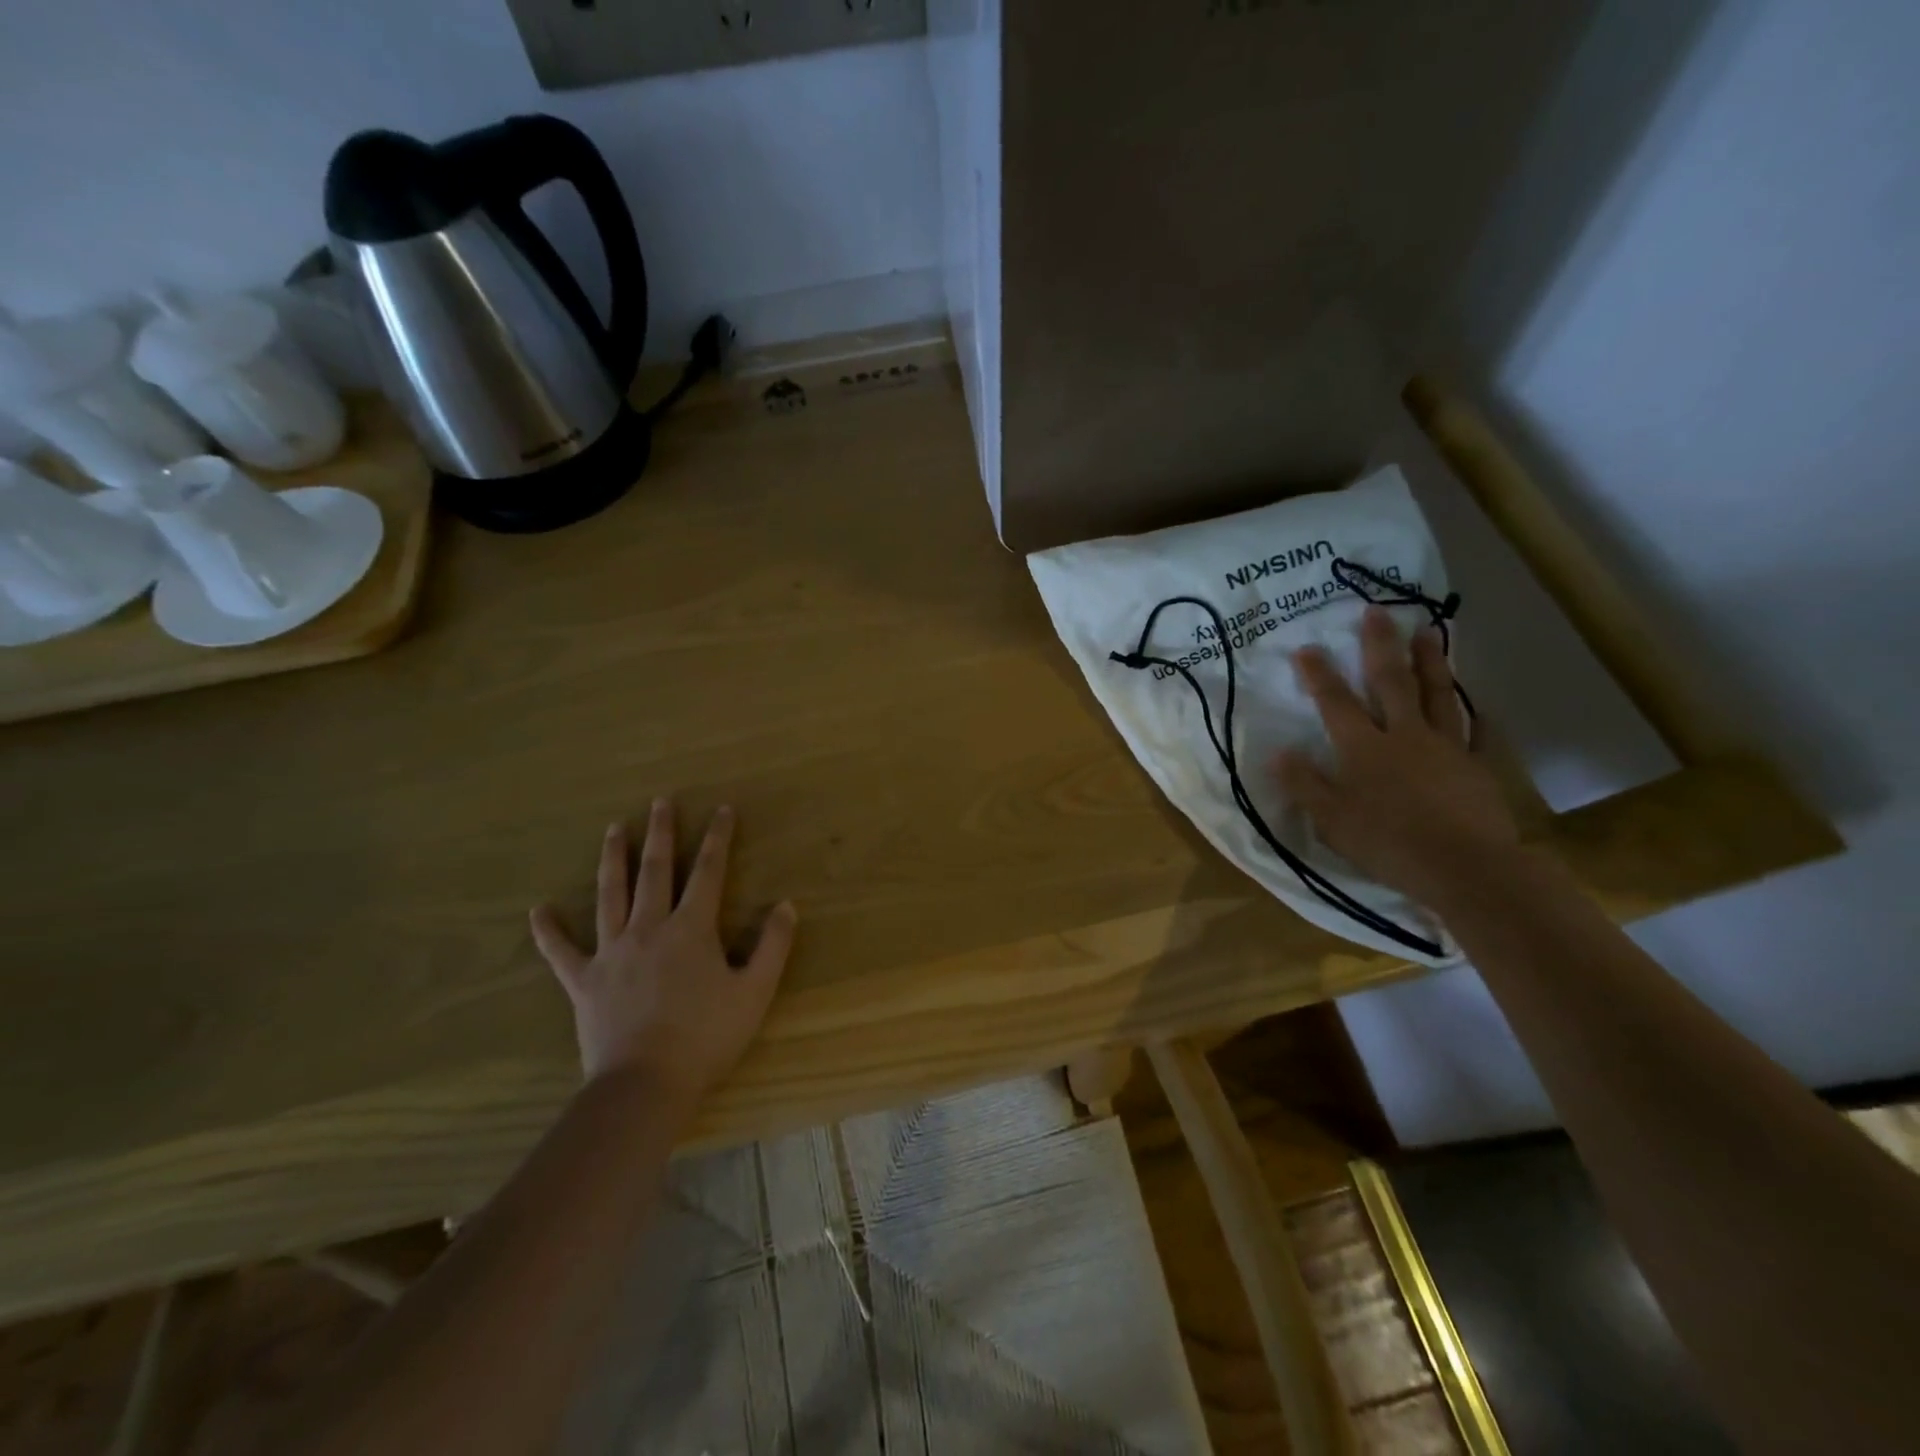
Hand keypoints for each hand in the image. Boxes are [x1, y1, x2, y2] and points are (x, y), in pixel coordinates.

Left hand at [529, 799, 796, 1107]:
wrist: (645, 1084)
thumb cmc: (706, 1036)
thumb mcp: (754, 991)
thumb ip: (772, 945)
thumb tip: (787, 905)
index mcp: (691, 928)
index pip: (708, 871)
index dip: (717, 838)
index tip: (722, 809)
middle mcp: (649, 928)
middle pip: (655, 871)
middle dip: (660, 833)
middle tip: (660, 802)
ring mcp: (612, 952)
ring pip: (610, 895)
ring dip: (613, 859)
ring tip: (613, 829)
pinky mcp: (584, 980)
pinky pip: (562, 952)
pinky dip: (549, 931)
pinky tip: (538, 911)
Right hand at [1276, 607, 1519, 907]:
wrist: (1465, 867)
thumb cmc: (1387, 843)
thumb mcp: (1330, 819)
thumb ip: (1305, 783)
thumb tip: (1278, 752)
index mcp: (1364, 748)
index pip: (1336, 703)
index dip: (1320, 675)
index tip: (1307, 647)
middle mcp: (1404, 736)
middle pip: (1391, 683)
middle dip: (1380, 646)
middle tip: (1376, 611)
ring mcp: (1446, 747)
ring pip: (1437, 695)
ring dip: (1430, 662)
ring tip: (1428, 632)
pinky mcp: (1477, 766)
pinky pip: (1477, 732)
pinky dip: (1476, 714)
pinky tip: (1478, 701)